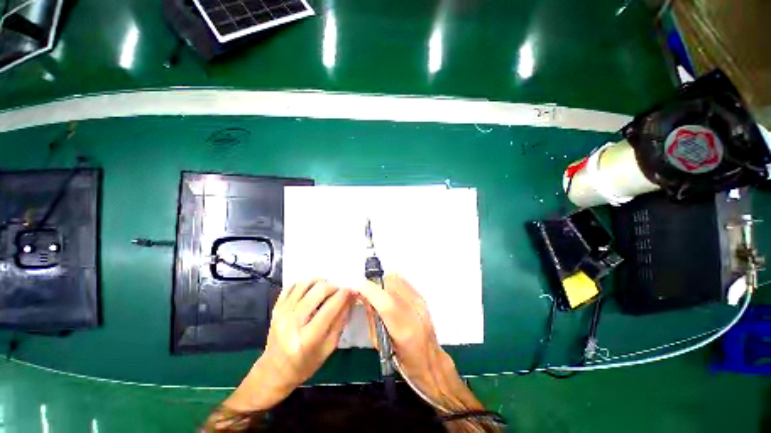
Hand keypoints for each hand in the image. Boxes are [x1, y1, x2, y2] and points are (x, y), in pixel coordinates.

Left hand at [224, 280, 353, 412]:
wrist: (274, 371)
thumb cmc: (305, 364)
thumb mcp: (329, 347)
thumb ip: (340, 321)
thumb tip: (350, 298)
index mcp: (308, 338)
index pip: (330, 307)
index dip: (344, 295)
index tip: (351, 291)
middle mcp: (293, 322)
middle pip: (318, 291)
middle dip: (333, 287)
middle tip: (339, 291)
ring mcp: (282, 313)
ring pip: (305, 284)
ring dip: (320, 282)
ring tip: (326, 289)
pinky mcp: (276, 308)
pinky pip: (292, 286)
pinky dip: (305, 284)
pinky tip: (311, 290)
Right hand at [357, 275, 481, 413]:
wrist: (430, 360)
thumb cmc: (403, 360)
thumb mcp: (380, 344)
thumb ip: (372, 317)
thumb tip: (363, 296)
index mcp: (405, 330)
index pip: (386, 303)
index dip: (369, 290)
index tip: (357, 287)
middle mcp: (415, 310)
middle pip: (391, 283)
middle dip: (375, 284)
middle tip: (368, 293)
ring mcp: (420, 301)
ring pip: (396, 278)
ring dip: (383, 282)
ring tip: (379, 294)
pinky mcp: (422, 296)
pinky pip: (402, 281)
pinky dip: (391, 283)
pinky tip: (389, 294)